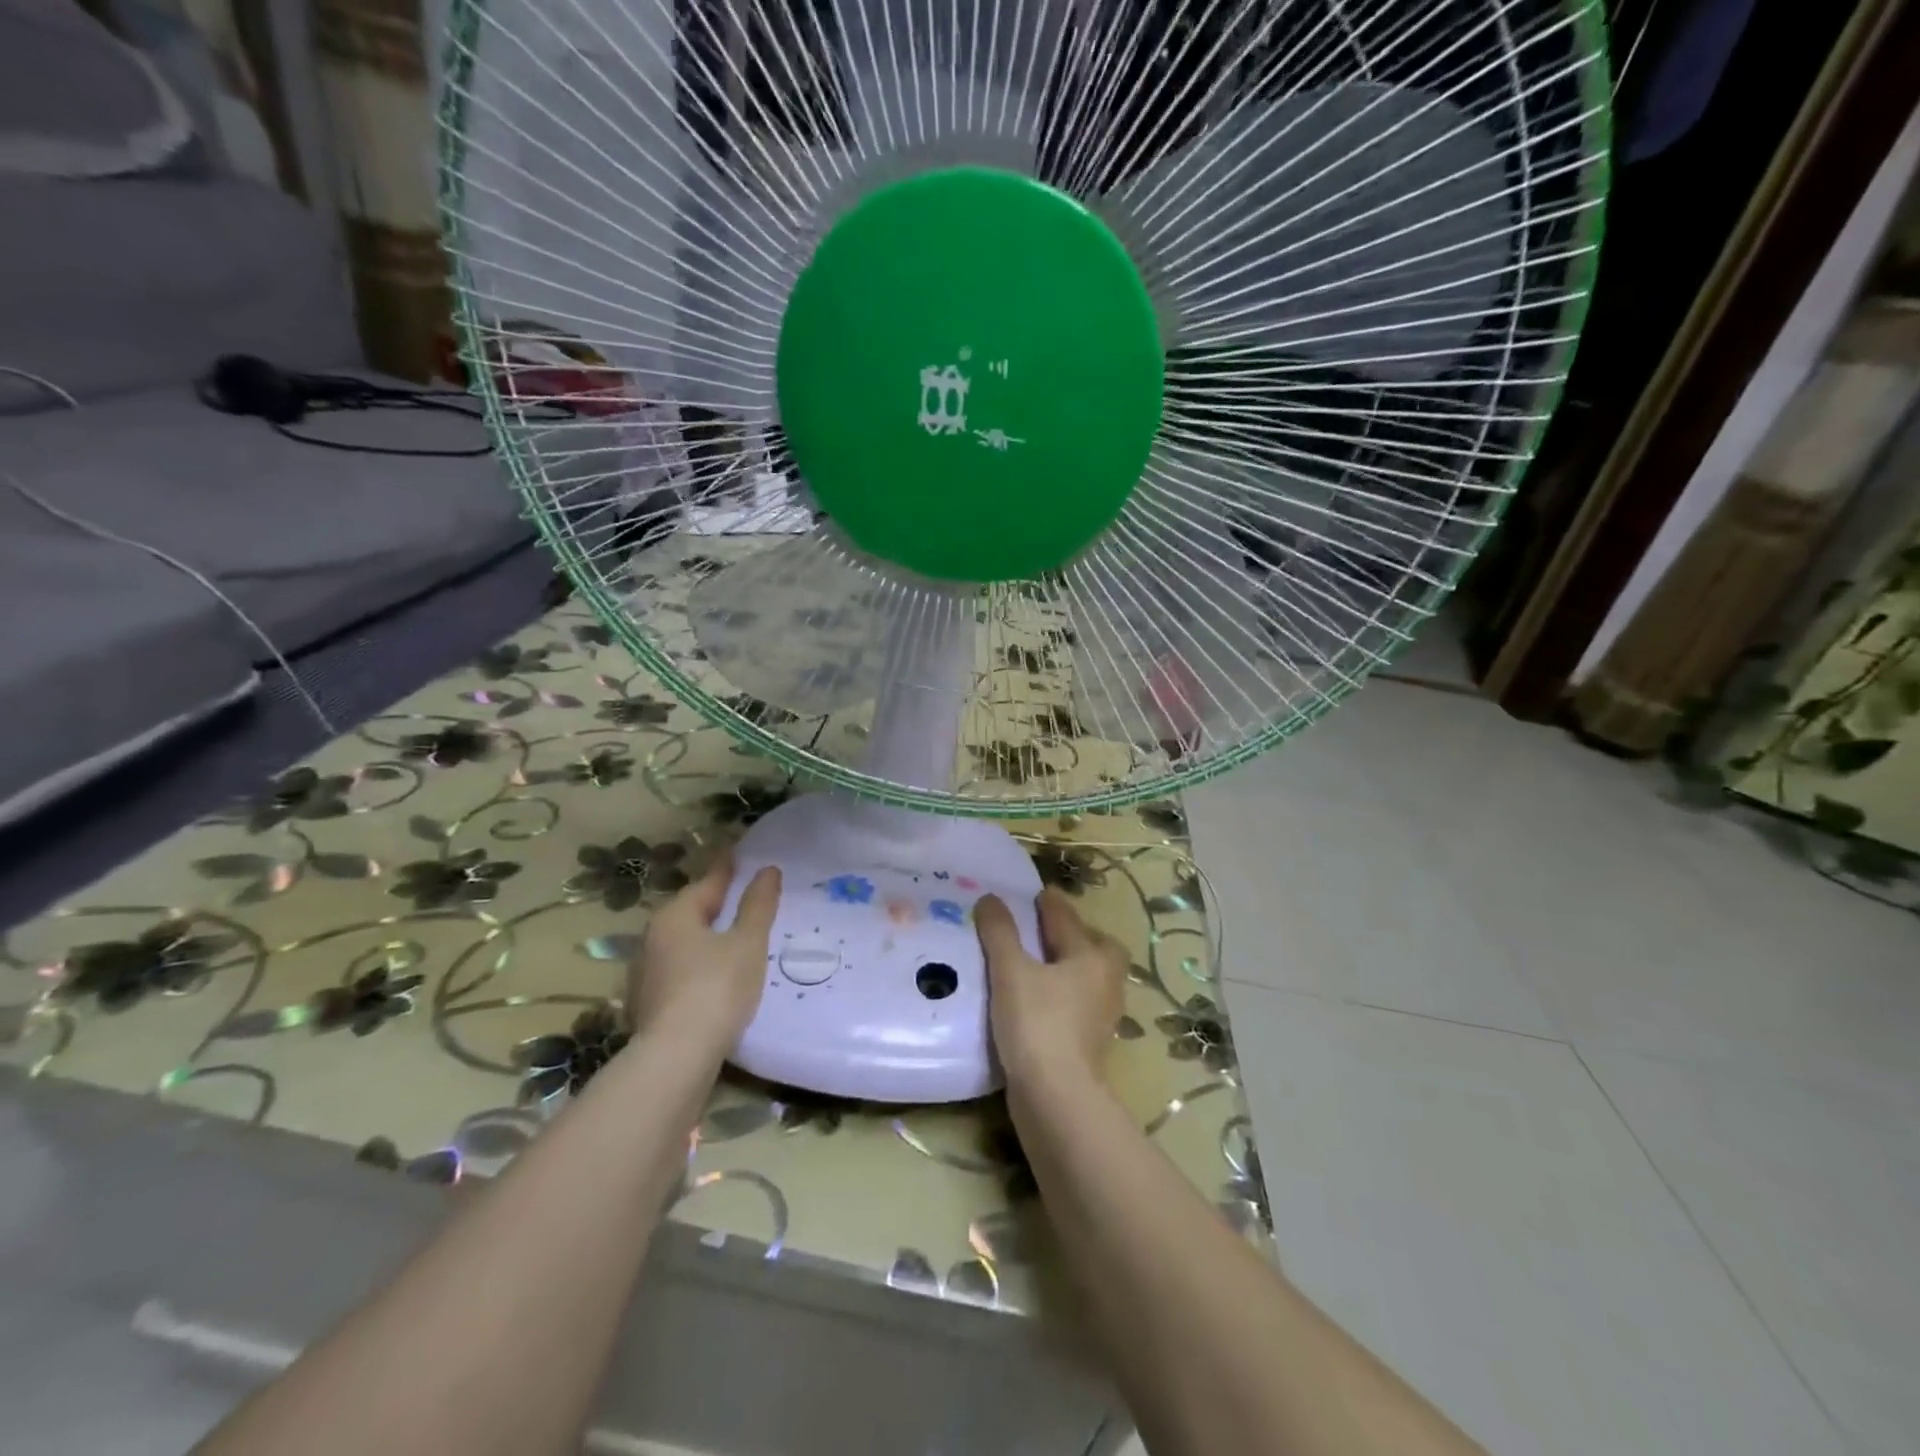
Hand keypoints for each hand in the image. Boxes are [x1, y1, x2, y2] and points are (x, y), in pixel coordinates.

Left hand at [627, 855, 780, 1055]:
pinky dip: (698, 961)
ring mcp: (646, 971)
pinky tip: (715, 972)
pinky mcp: (648, 1001)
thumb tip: (768, 870)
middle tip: (742, 893)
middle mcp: (653, 936)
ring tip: (733, 934)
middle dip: (715, 902)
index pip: (708, 881)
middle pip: (691, 910)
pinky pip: (679, 967)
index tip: (737, 851)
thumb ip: (758, 905)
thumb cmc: (717, 989)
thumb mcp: (747, 943)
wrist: (675, 1058)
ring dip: (706, 934)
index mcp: (676, 915)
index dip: (727, 867)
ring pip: (683, 941)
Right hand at [976, 888, 1127, 1092]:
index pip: (1068, 920)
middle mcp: (1105, 982)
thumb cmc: (1037, 1024)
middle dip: (1078, 936)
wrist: (1057, 1098)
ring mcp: (1102, 1016)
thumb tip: (990, 898)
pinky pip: (1080, 1004)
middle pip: (1098, 949)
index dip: (1052, 904)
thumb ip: (1000, 933)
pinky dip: (1065, 994)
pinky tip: (1041, 1000)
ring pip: (1091, 978)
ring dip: (1071, 966)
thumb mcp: (1010, 971)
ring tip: (1042, 964)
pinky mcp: (1091, 1043)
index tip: (1041, 893)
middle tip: (1050, 930)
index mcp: (1090, 957)